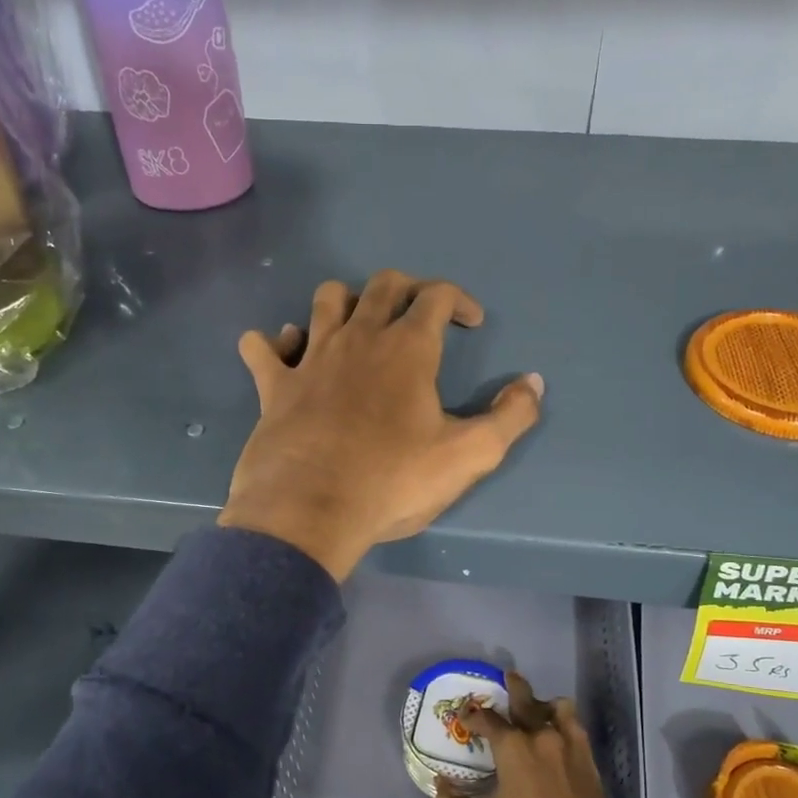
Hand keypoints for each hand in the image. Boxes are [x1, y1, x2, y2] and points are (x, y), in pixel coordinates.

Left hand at [218, 271, 543, 580]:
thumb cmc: (392, 481)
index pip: (436, 295)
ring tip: (359, 326)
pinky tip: (287, 353)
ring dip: (346, 302)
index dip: (460, 301)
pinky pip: (264, 346)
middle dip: (408, 289)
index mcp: (407, 349)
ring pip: (325, 300)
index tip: (472, 323)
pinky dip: (276, 343)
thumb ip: (510, 417)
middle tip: (420, 316)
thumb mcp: (469, 456)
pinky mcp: (274, 385)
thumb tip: (533, 383)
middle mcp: (358, 338)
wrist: (309, 512)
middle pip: (383, 285)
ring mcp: (311, 358)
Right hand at [436, 679, 622, 797]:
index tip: (466, 717)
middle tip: (507, 676)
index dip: (473, 715)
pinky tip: (558, 733)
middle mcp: (540, 735)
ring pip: (556, 707)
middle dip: (513, 686)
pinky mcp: (588, 757)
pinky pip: (575, 725)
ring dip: (543, 705)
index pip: (487, 719)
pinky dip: (564, 721)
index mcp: (513, 748)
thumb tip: (438, 786)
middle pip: (525, 698)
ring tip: (536, 711)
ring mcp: (568, 744)